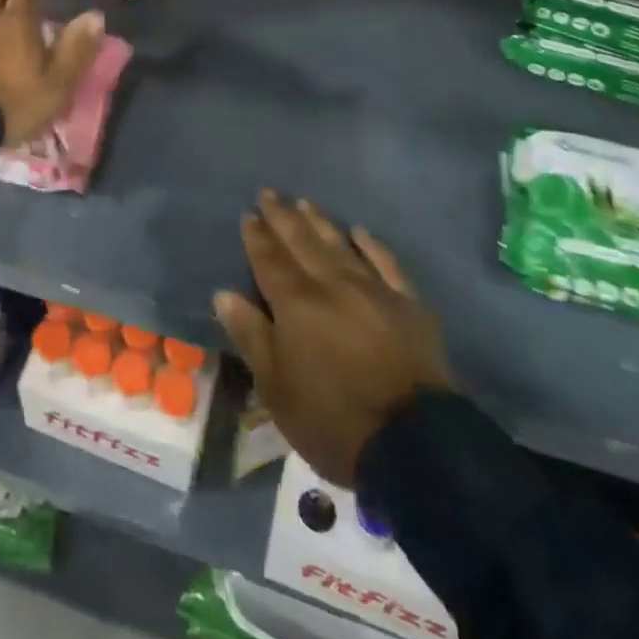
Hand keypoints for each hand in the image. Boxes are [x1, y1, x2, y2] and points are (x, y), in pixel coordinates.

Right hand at [214, 191, 451, 487]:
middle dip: (283, 216)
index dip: (257, 236)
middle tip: (270, 193)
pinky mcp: (408, 305)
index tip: (248, 214)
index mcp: (296, 302)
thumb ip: (250, 335)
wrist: (414, 444)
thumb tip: (224, 294)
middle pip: (302, 242)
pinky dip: (372, 245)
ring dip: (320, 222)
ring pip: (340, 245)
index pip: (269, 259)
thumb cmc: (332, 420)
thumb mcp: (276, 388)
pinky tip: (361, 232)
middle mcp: (332, 284)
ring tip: (305, 203)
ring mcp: (373, 290)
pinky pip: (386, 264)